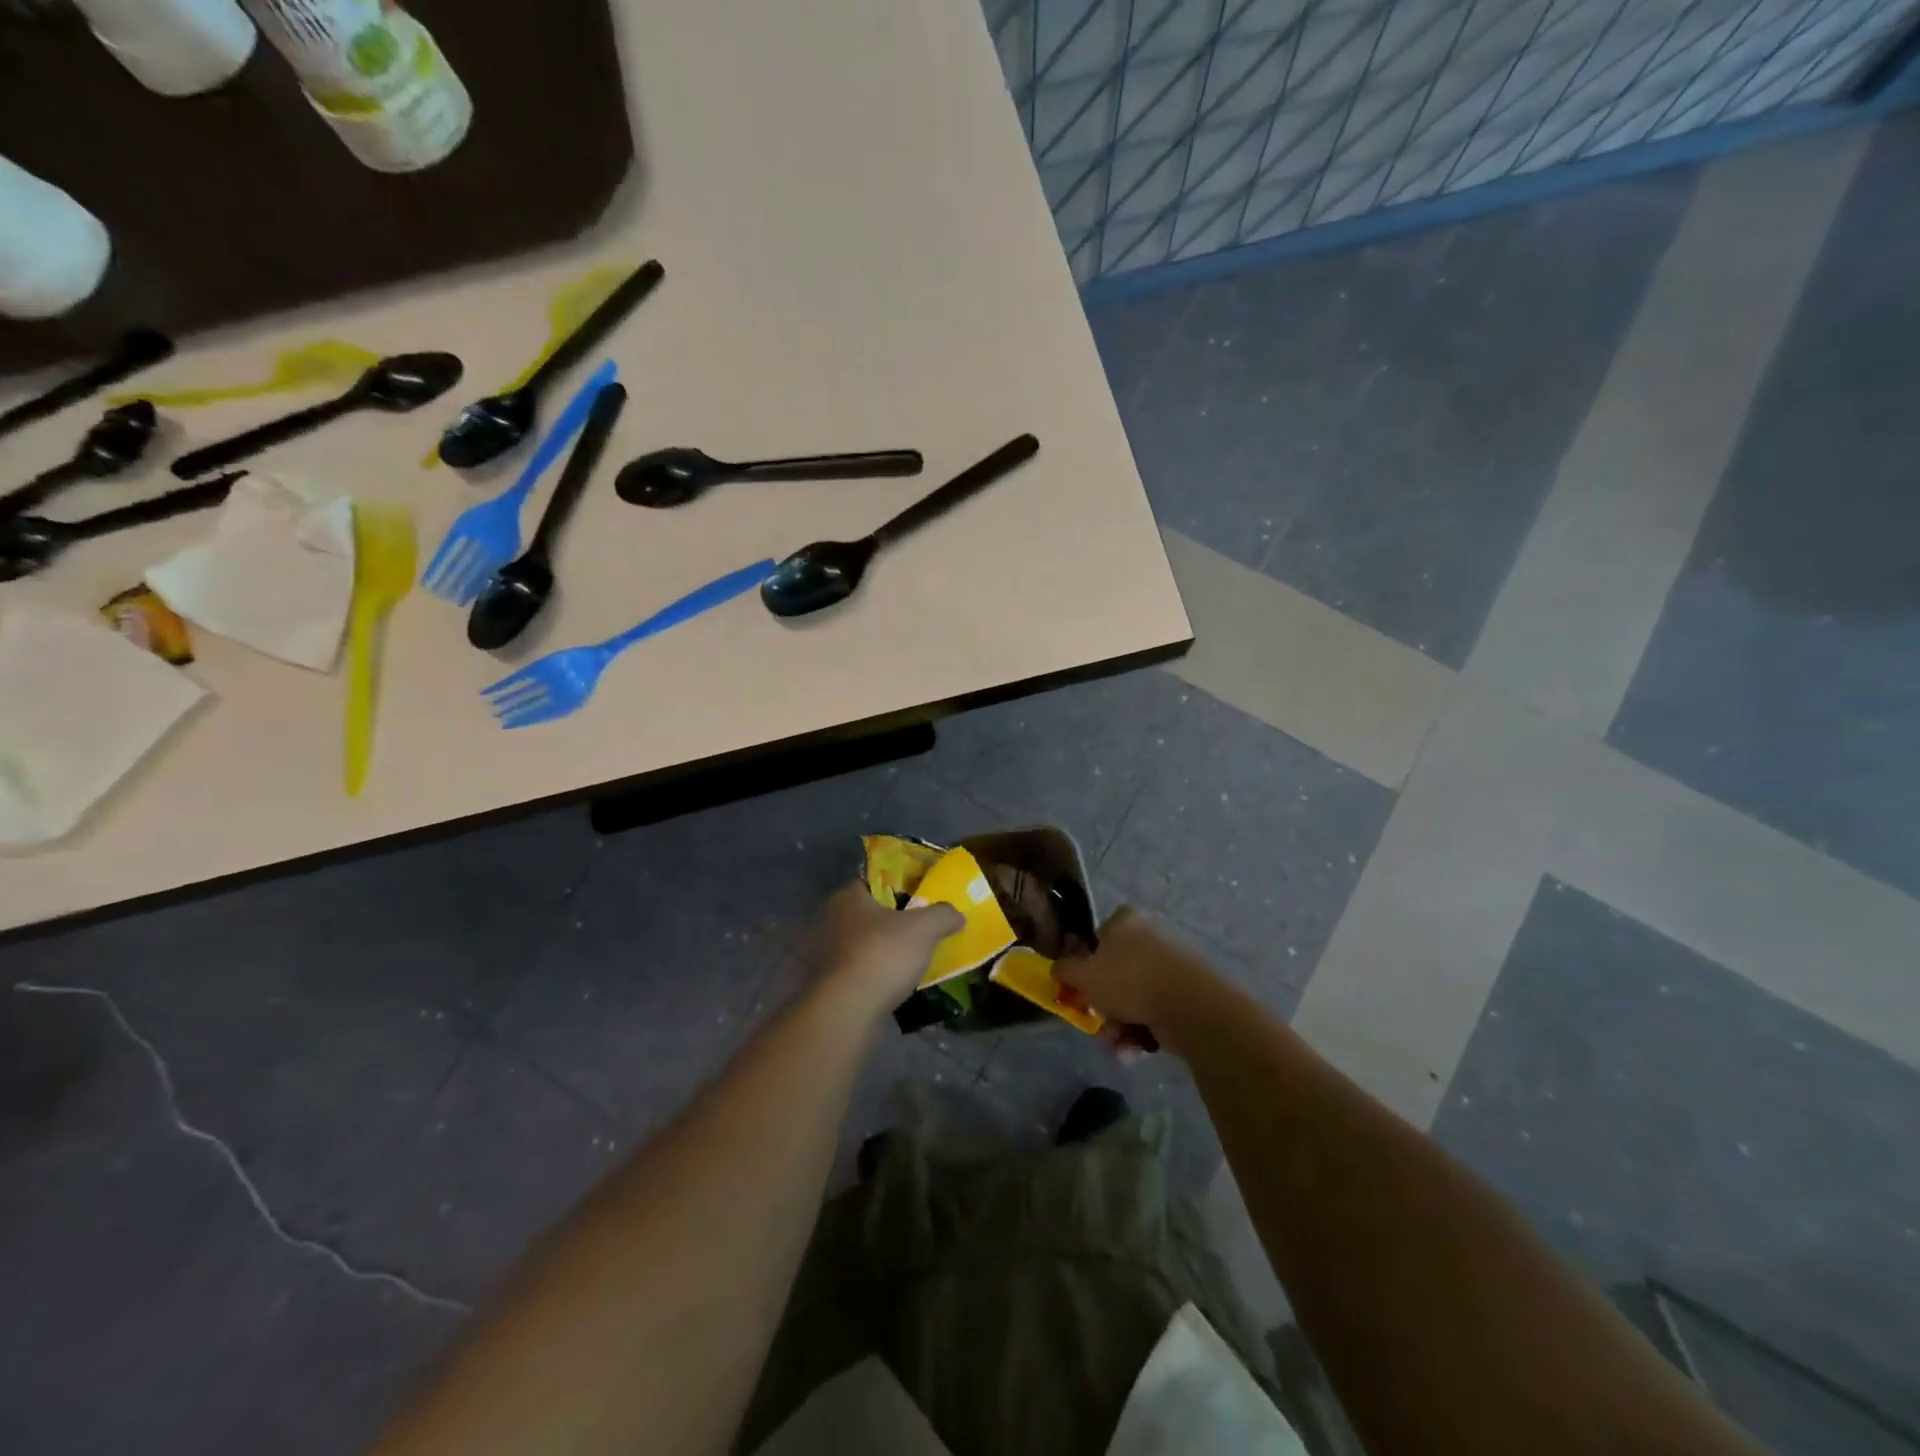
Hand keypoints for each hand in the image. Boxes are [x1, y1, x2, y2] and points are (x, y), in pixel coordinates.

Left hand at [810, 882, 962, 1020]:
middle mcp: (828, 920)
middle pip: (865, 915)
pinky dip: (870, 975)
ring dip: (878, 951)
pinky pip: (854, 971)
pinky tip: (890, 985)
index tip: (917, 900)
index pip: (871, 883)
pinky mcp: (824, 984)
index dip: (896, 889)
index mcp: (847, 897)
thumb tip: (956, 914)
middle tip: (916, 932)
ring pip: (858, 945)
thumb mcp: (924, 929)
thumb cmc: (882, 956)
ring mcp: (822, 954)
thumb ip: (942, 915)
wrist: (847, 1011)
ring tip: (906, 961)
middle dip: (888, 923)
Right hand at [1054, 905, 1207, 1032]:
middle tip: (1095, 1022)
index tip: (1079, 988)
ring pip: (1132, 997)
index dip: (1084, 963)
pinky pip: (1153, 1010)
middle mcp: (1149, 936)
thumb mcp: (1082, 975)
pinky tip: (1136, 1049)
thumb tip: (1058, 969)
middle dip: (1102, 1005)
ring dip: (1119, 1024)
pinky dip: (1141, 1030)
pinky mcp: (1185, 993)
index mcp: (1126, 920)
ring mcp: (1170, 965)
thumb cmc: (1128, 980)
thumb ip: (1063, 970)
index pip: (1097, 936)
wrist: (1189, 1006)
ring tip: (1117, 1044)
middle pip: (1114, 972)